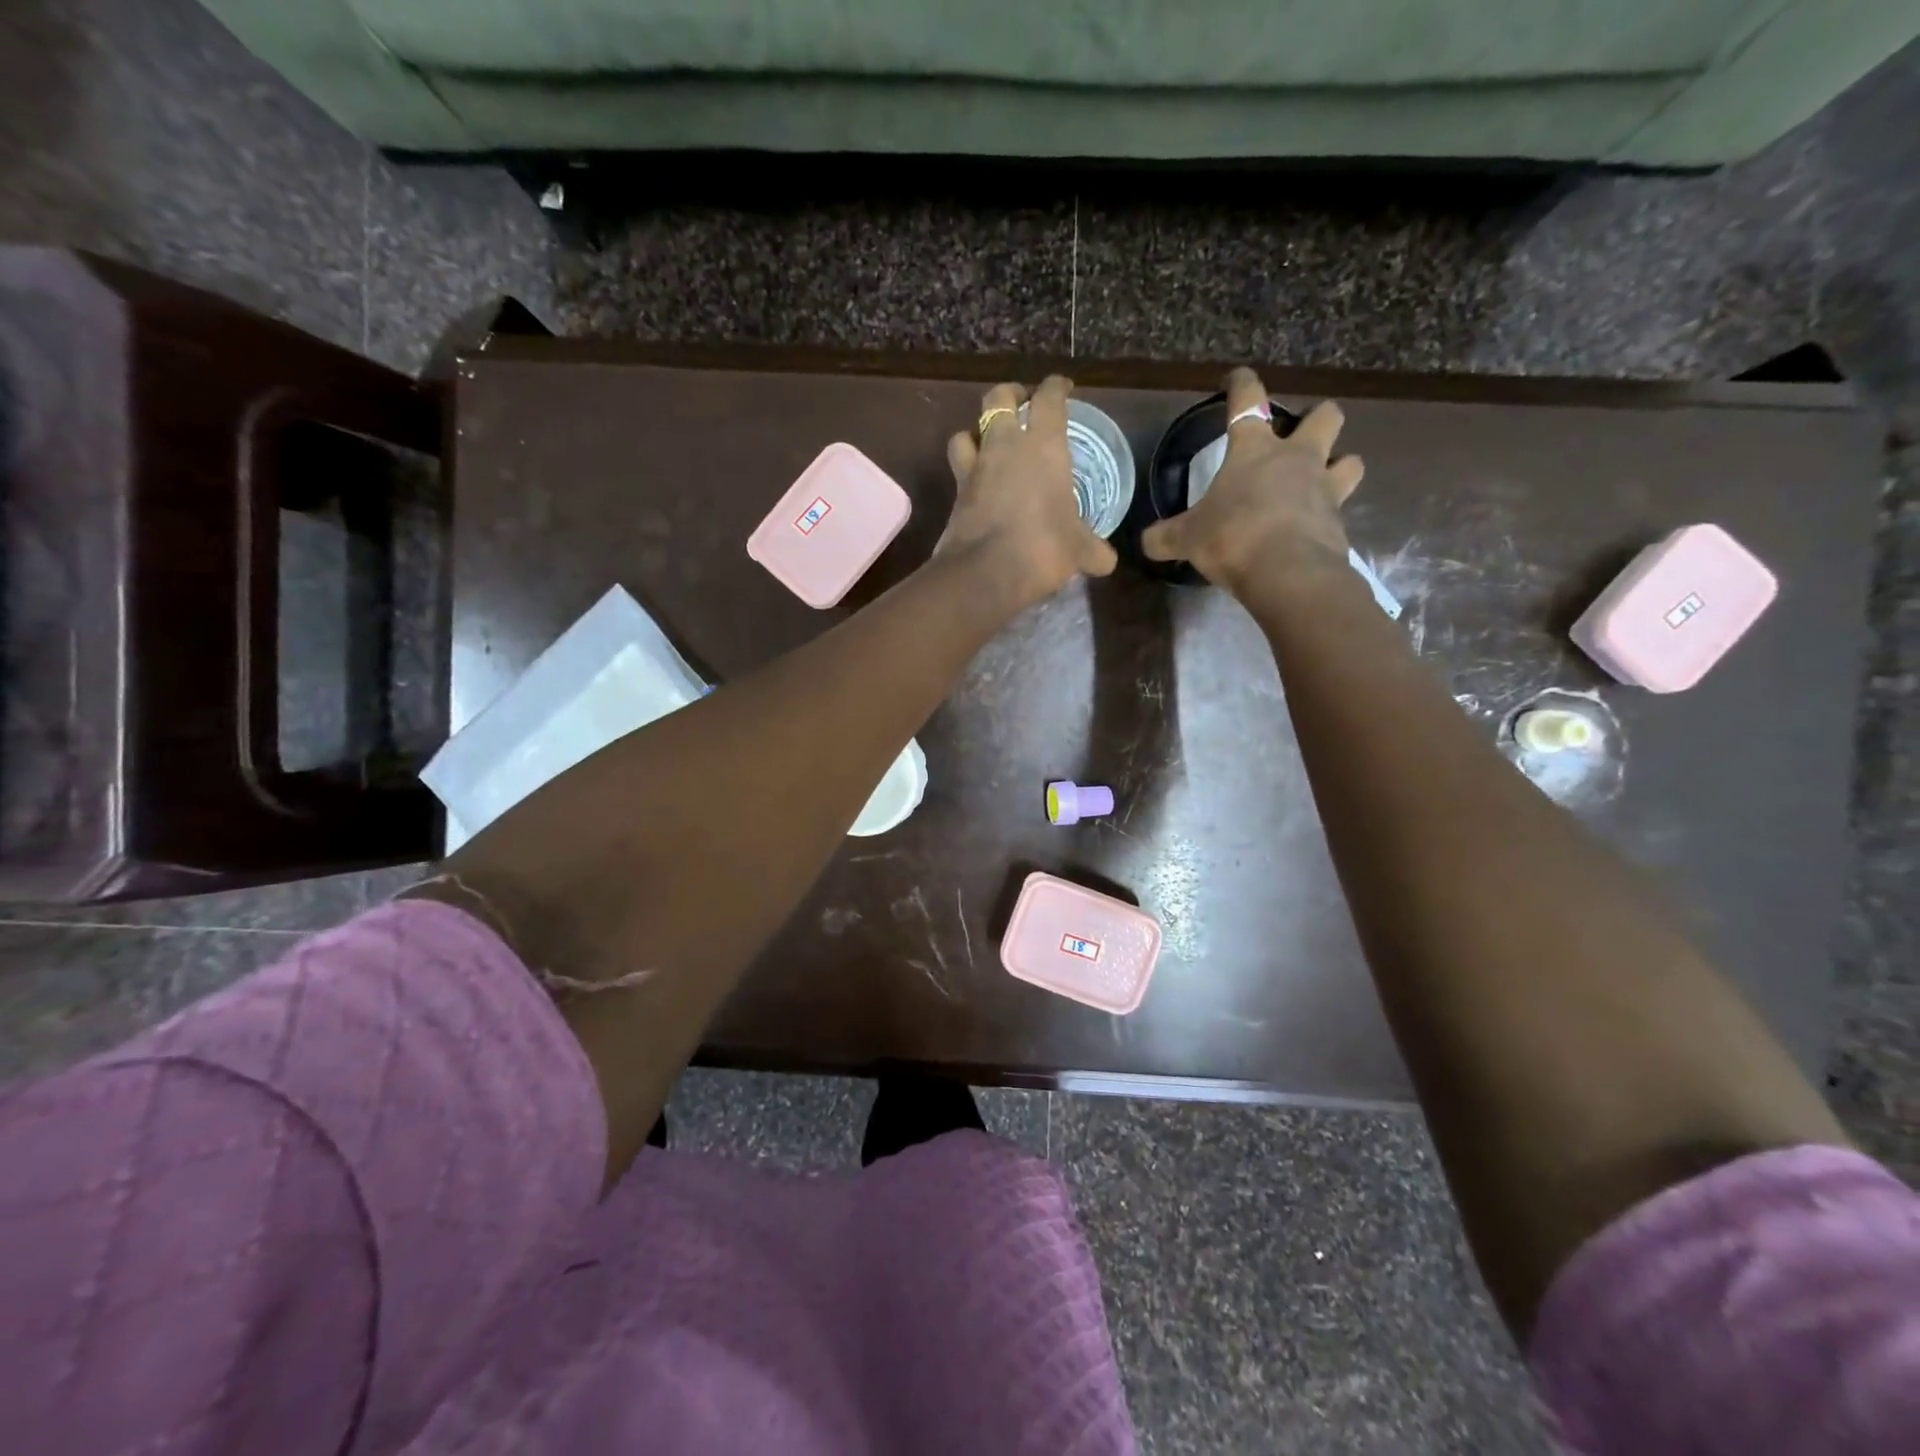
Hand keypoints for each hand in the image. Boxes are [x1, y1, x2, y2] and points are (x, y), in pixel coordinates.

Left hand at [937, 376, 1117, 611]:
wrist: (987, 572)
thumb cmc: (1044, 547)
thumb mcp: (1080, 551)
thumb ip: (1094, 550)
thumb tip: (1106, 561)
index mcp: (1043, 445)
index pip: (1049, 398)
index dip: (1056, 388)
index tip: (1062, 388)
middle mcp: (1004, 446)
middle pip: (998, 399)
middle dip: (1010, 395)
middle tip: (1020, 404)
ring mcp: (974, 468)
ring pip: (966, 432)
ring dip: (977, 433)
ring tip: (988, 445)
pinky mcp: (955, 495)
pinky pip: (958, 471)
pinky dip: (966, 472)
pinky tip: (977, 485)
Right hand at [1141, 367, 1363, 596]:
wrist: (1288, 573)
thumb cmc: (1233, 537)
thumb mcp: (1187, 538)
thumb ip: (1166, 537)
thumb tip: (1146, 542)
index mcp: (1254, 450)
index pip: (1248, 401)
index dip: (1242, 384)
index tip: (1237, 379)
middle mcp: (1297, 458)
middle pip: (1325, 416)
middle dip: (1316, 419)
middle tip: (1299, 438)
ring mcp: (1325, 488)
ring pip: (1349, 460)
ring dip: (1338, 465)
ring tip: (1321, 482)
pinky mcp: (1339, 522)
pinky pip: (1340, 510)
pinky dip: (1327, 517)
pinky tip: (1311, 530)